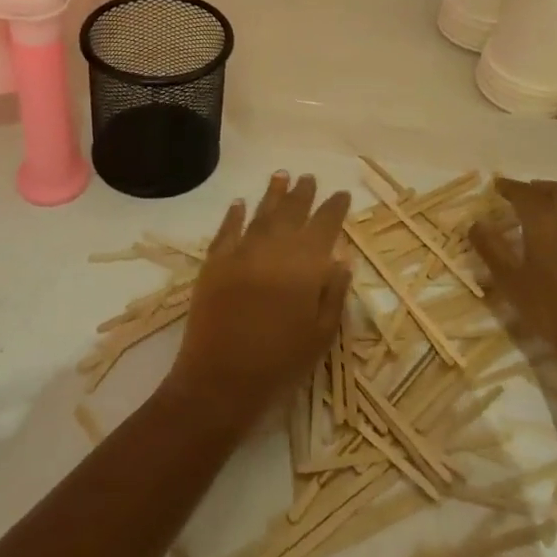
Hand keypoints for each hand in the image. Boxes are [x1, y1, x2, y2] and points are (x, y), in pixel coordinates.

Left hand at [162, 172, 351, 434]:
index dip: (335, 208)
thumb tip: (341, 259)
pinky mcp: (214, 263)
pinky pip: (226, 230)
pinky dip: (233, 215)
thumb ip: (333, 293)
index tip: (342, 194)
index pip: (325, 225)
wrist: (221, 380)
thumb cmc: (280, 363)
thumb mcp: (321, 334)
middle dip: (303, 193)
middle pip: (292, 211)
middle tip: (309, 178)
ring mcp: (241, 252)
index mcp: (305, 265)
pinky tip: (239, 204)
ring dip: (272, 194)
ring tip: (281, 175)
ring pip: (261, 213)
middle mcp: (274, 248)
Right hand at [469, 178, 556, 352]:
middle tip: (521, 194)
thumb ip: (492, 249)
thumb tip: (476, 223)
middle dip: (537, 188)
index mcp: (546, 221)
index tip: (496, 184)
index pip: (524, 193)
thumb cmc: (554, 307)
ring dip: (556, 202)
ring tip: (540, 215)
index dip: (509, 186)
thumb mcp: (512, 282)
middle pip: (556, 191)